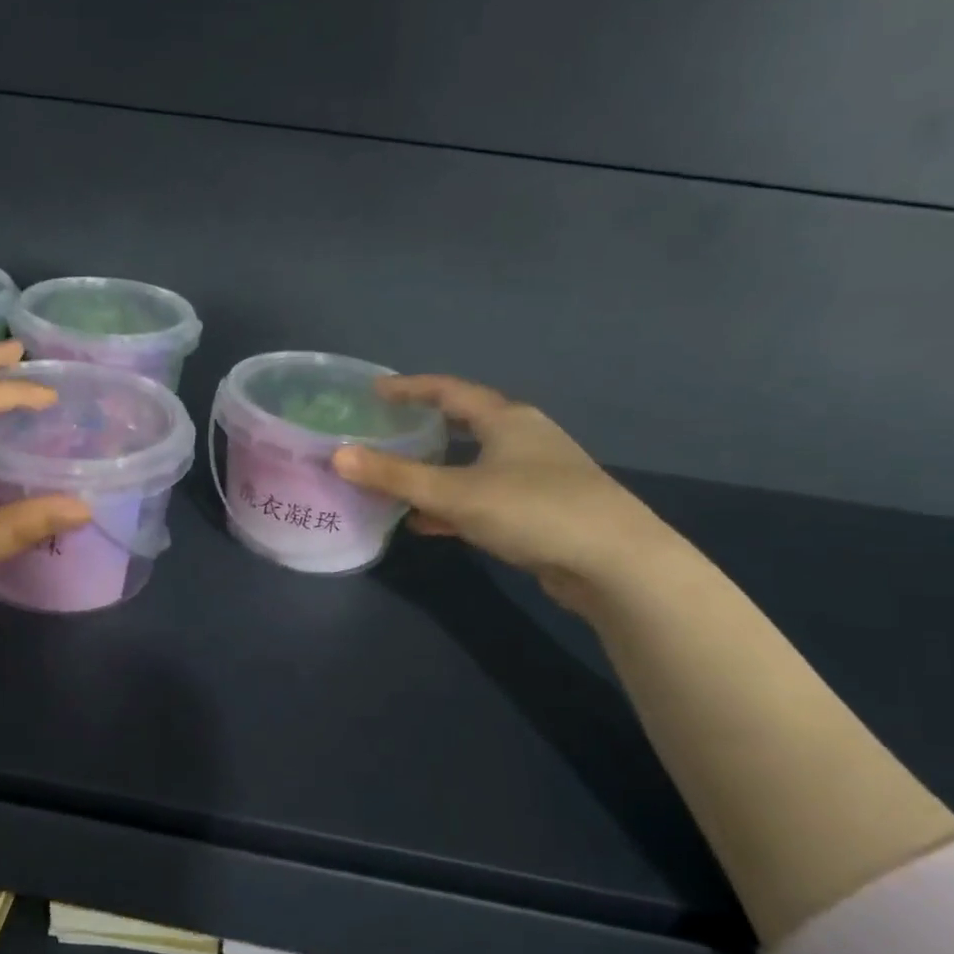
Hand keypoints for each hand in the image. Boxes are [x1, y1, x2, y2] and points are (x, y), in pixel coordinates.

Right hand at [331, 375, 679, 611]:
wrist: (617, 564)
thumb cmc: (533, 511)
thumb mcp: (456, 492)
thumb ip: (395, 476)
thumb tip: (336, 456)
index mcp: (506, 419)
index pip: (449, 391)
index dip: (409, 388)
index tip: (374, 392)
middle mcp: (524, 438)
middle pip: (463, 425)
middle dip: (423, 430)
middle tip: (384, 434)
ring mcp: (537, 475)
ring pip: (473, 465)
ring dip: (435, 473)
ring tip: (396, 483)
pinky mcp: (542, 510)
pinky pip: (484, 497)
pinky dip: (454, 505)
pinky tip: (429, 524)